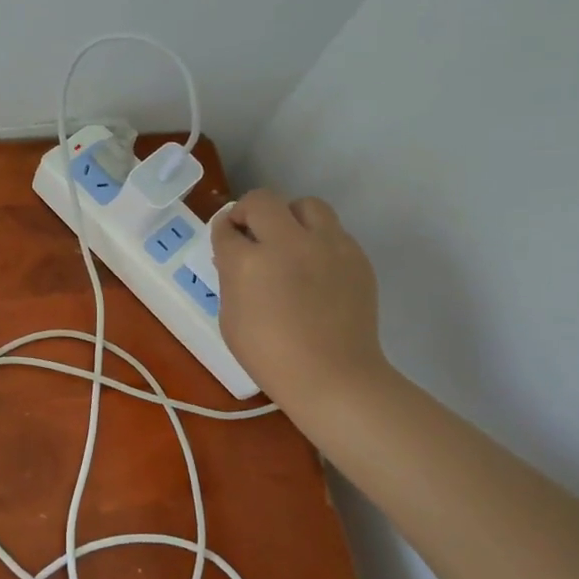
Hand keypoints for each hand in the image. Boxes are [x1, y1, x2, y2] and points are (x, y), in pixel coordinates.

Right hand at [211, 190, 392, 413]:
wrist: (333, 377)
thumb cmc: (270, 357)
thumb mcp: (231, 318)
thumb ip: (231, 278)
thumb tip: (236, 257)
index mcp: (248, 261)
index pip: (227, 227)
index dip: (223, 231)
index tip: (227, 239)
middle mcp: (287, 243)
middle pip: (262, 200)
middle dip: (249, 212)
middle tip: (251, 233)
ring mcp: (327, 245)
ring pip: (305, 205)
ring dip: (290, 217)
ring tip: (289, 242)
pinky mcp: (355, 255)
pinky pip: (333, 231)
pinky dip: (318, 241)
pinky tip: (316, 268)